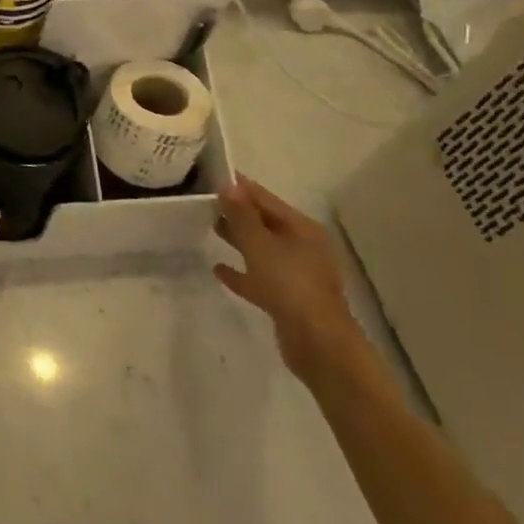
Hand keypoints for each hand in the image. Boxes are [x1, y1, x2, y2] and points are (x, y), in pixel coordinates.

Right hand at [214, 174, 363, 380]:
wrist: (318, 345)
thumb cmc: (290, 285)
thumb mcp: (260, 245)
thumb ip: (242, 215)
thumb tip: (228, 185)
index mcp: (302, 229)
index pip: (265, 199)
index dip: (239, 188)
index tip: (211, 178)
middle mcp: (303, 247)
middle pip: (265, 223)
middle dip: (237, 213)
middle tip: (205, 203)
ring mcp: (297, 274)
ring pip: (262, 249)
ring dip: (239, 240)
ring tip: (210, 229)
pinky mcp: (289, 299)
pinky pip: (260, 277)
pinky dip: (242, 272)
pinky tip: (218, 269)